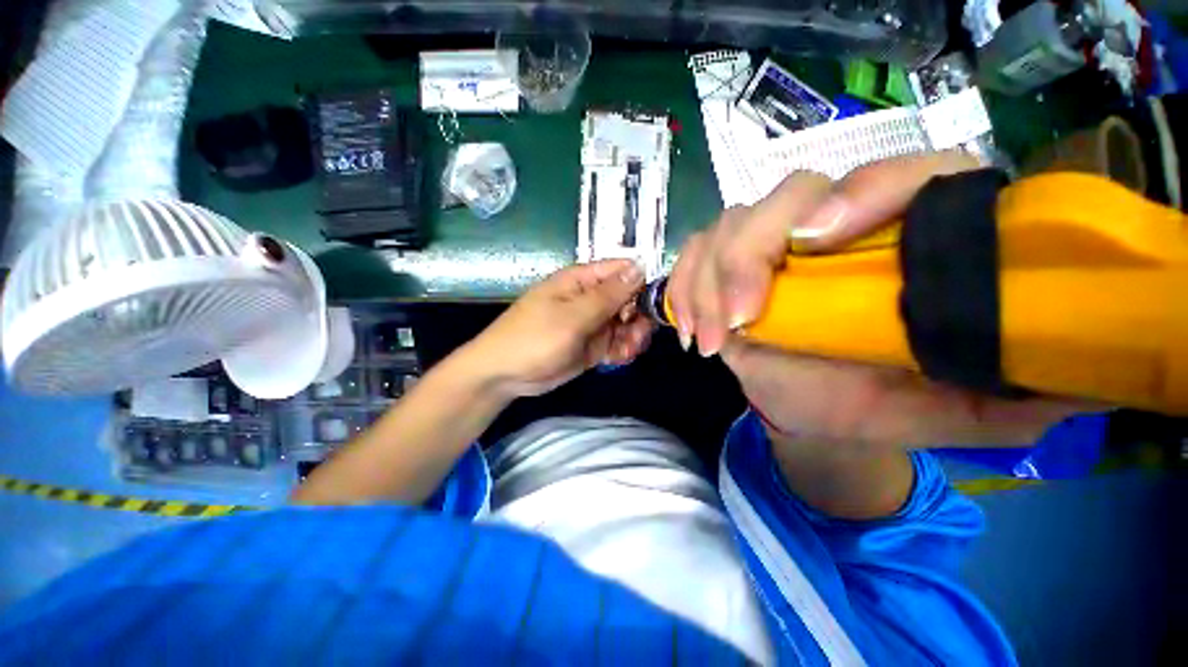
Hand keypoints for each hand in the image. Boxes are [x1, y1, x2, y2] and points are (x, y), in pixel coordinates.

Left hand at [461, 259, 652, 398]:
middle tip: (636, 336)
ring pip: (627, 323)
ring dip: (632, 337)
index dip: (642, 283)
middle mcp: (591, 298)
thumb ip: (608, 295)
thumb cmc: (534, 338)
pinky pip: (617, 342)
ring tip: (625, 351)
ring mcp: (593, 322)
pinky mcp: (593, 344)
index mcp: (583, 280)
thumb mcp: (573, 316)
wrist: (506, 375)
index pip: (623, 271)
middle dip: (638, 317)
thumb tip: (640, 266)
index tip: (655, 304)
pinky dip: (622, 350)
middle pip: (630, 299)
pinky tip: (616, 359)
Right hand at [670, 151, 1089, 449]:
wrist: (817, 405)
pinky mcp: (725, 269)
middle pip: (787, 194)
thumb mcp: (952, 407)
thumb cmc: (880, 401)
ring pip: (727, 225)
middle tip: (743, 316)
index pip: (900, 174)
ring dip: (708, 279)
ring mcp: (769, 246)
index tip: (819, 237)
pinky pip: (692, 256)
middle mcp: (831, 227)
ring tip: (713, 339)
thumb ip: (1013, 392)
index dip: (864, 191)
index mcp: (903, 239)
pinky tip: (690, 329)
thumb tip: (1078, 378)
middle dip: (752, 251)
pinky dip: (683, 288)